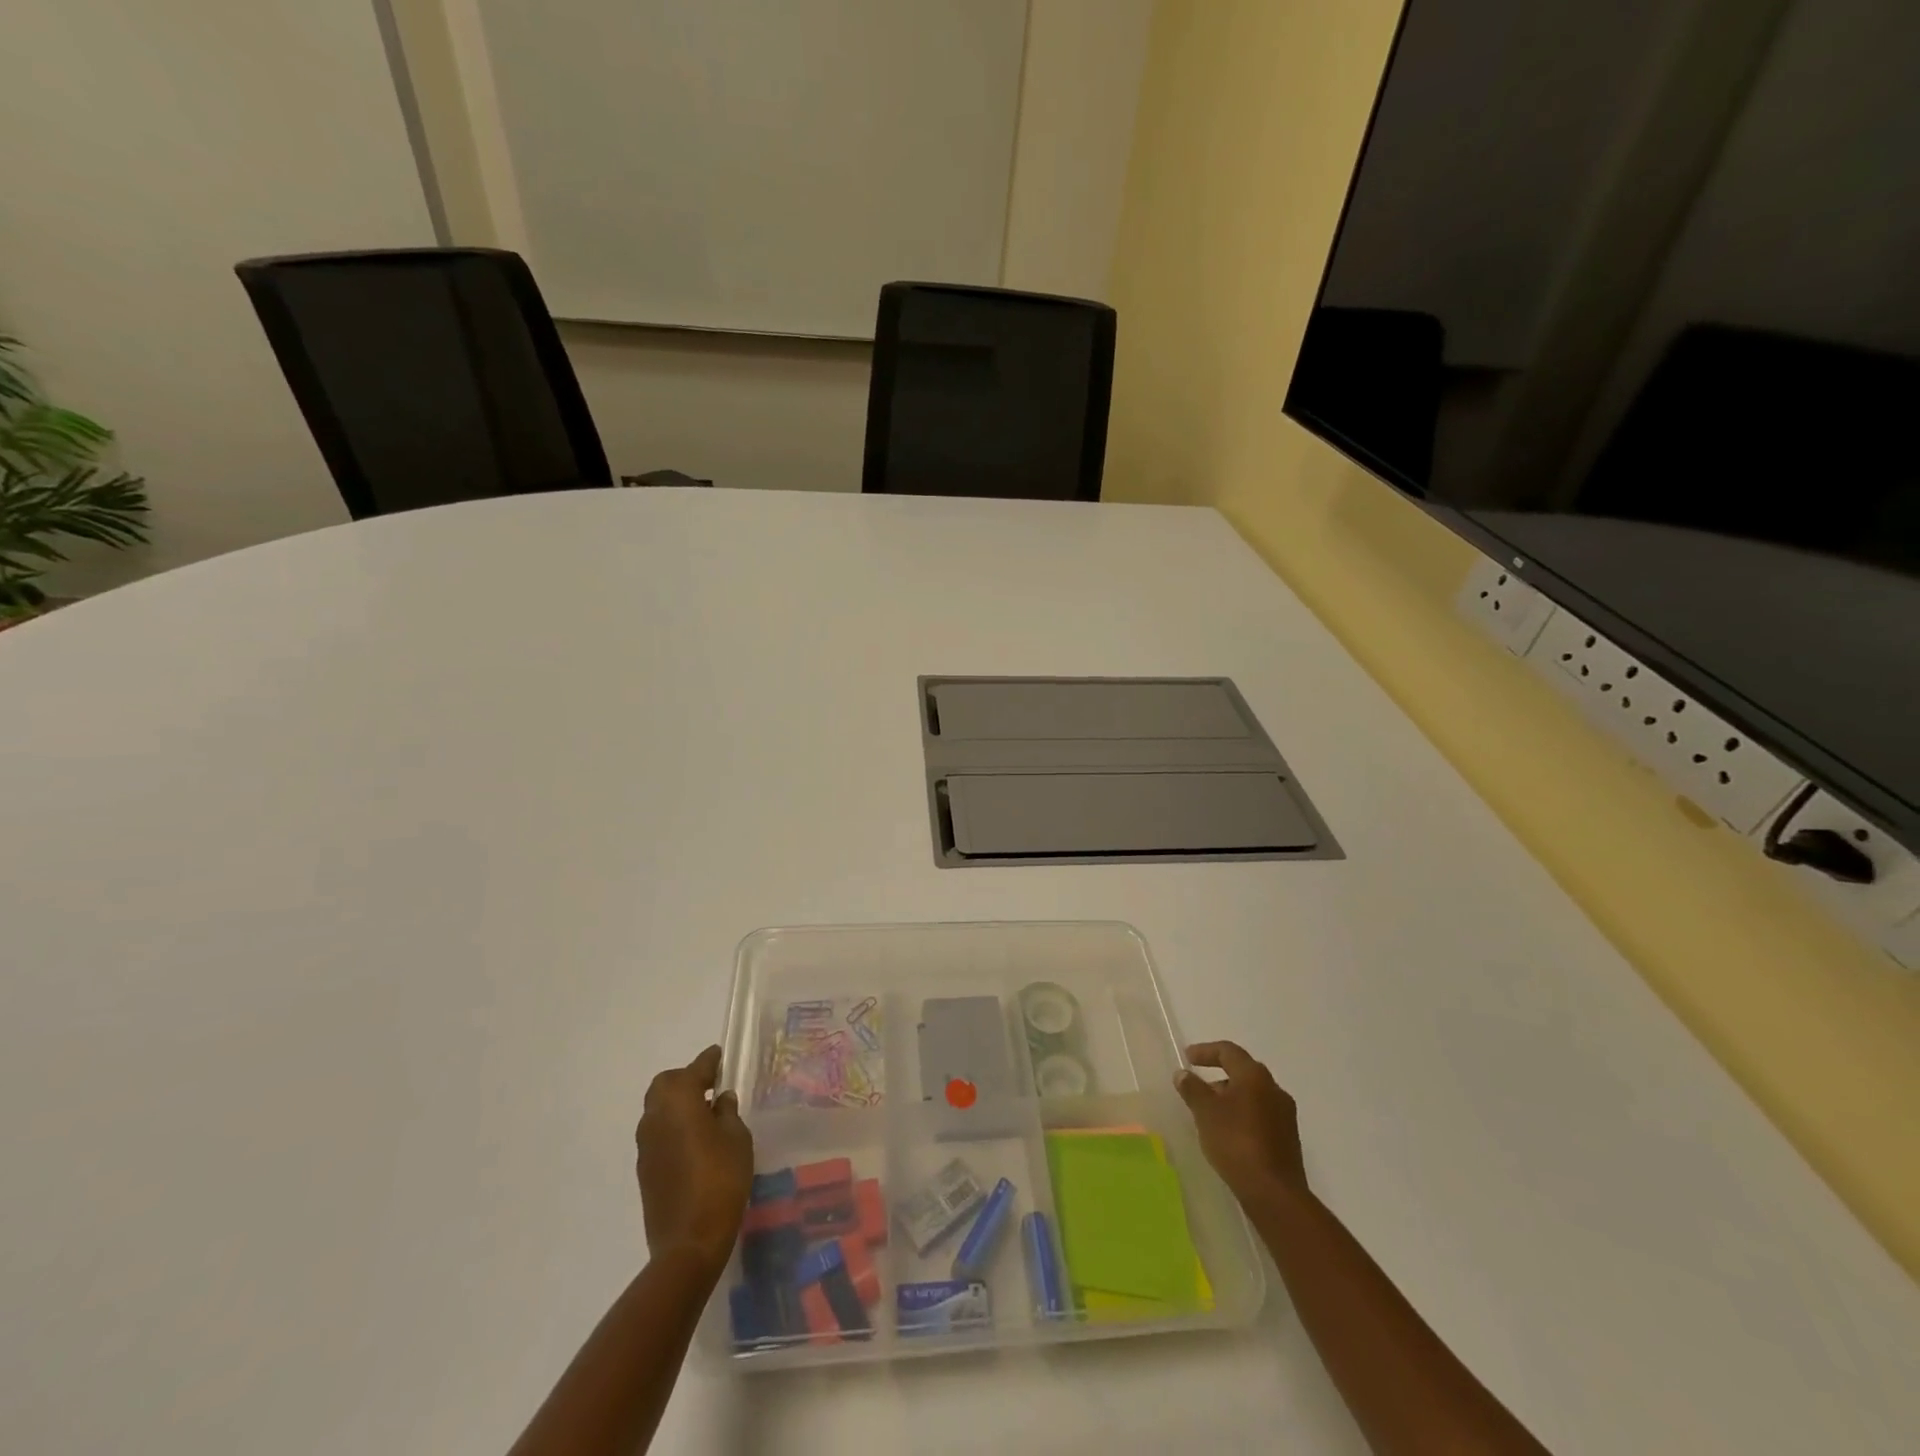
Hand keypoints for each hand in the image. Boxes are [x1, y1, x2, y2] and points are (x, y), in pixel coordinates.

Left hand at [635, 1046, 753, 1278]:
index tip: (722, 1056)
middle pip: (666, 1084)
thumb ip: (728, 1112)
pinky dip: (673, 1127)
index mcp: (678, 1100)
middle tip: (712, 1086)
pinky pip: (658, 1134)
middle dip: (687, 1079)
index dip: (711, 1060)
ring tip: (706, 1114)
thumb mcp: (737, 1139)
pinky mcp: (644, 1169)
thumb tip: (720, 1100)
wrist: (689, 1242)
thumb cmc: (720, 1179)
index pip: (696, 1068)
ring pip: (658, 1109)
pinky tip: (695, 1142)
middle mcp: (655, 1116)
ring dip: (678, 1104)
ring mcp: (645, 1145)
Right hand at [1175, 1040, 1308, 1206]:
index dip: (1205, 1051)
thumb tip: (1183, 1074)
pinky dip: (1243, 1115)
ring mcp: (1285, 1115)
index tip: (1187, 1057)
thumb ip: (1192, 1089)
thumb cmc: (1236, 1143)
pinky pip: (1261, 1115)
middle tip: (1199, 1086)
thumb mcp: (1205, 1112)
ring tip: (1210, 1113)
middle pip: (1243, 1072)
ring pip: (1253, 1095)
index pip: (1228, 1051)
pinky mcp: (1288, 1139)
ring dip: (1231, 1097)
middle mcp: (1274, 1089)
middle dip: (1219, 1075)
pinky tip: (1229, 1133)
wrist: (1275, 1193)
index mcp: (1254, 1076)